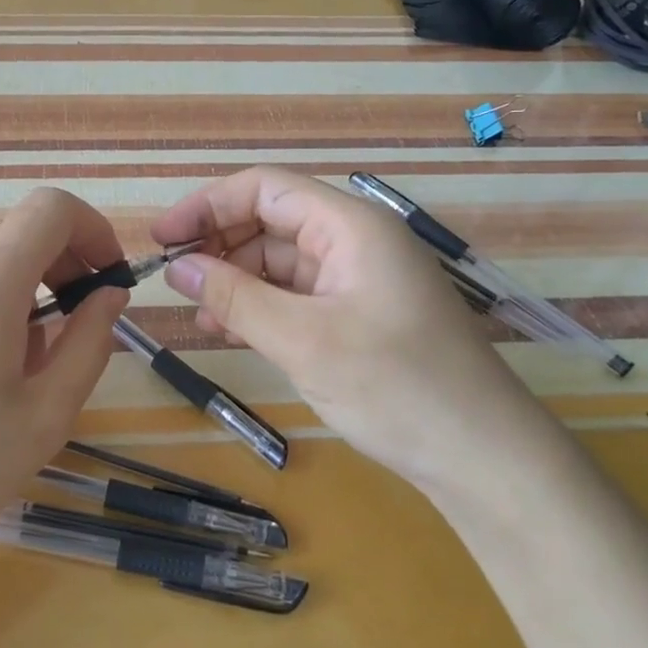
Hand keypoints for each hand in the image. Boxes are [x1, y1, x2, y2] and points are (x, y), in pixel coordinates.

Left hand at [0, 188, 131, 580]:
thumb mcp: (46, 415)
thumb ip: (90, 342)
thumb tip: (108, 294)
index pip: (51, 208)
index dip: (93, 229)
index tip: (108, 278)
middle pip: (17, 235)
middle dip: (61, 268)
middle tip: (75, 330)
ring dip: (22, 294)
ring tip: (21, 368)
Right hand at [151, 167, 547, 484]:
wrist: (484, 459)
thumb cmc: (396, 387)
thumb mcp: (302, 340)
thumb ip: (234, 297)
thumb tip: (176, 268)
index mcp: (350, 226)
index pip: (265, 189)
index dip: (208, 205)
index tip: (163, 239)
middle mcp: (355, 240)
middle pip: (271, 221)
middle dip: (219, 244)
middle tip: (175, 281)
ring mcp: (359, 278)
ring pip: (280, 261)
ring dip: (235, 280)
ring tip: (199, 314)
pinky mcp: (359, 313)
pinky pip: (297, 294)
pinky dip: (261, 306)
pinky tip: (232, 330)